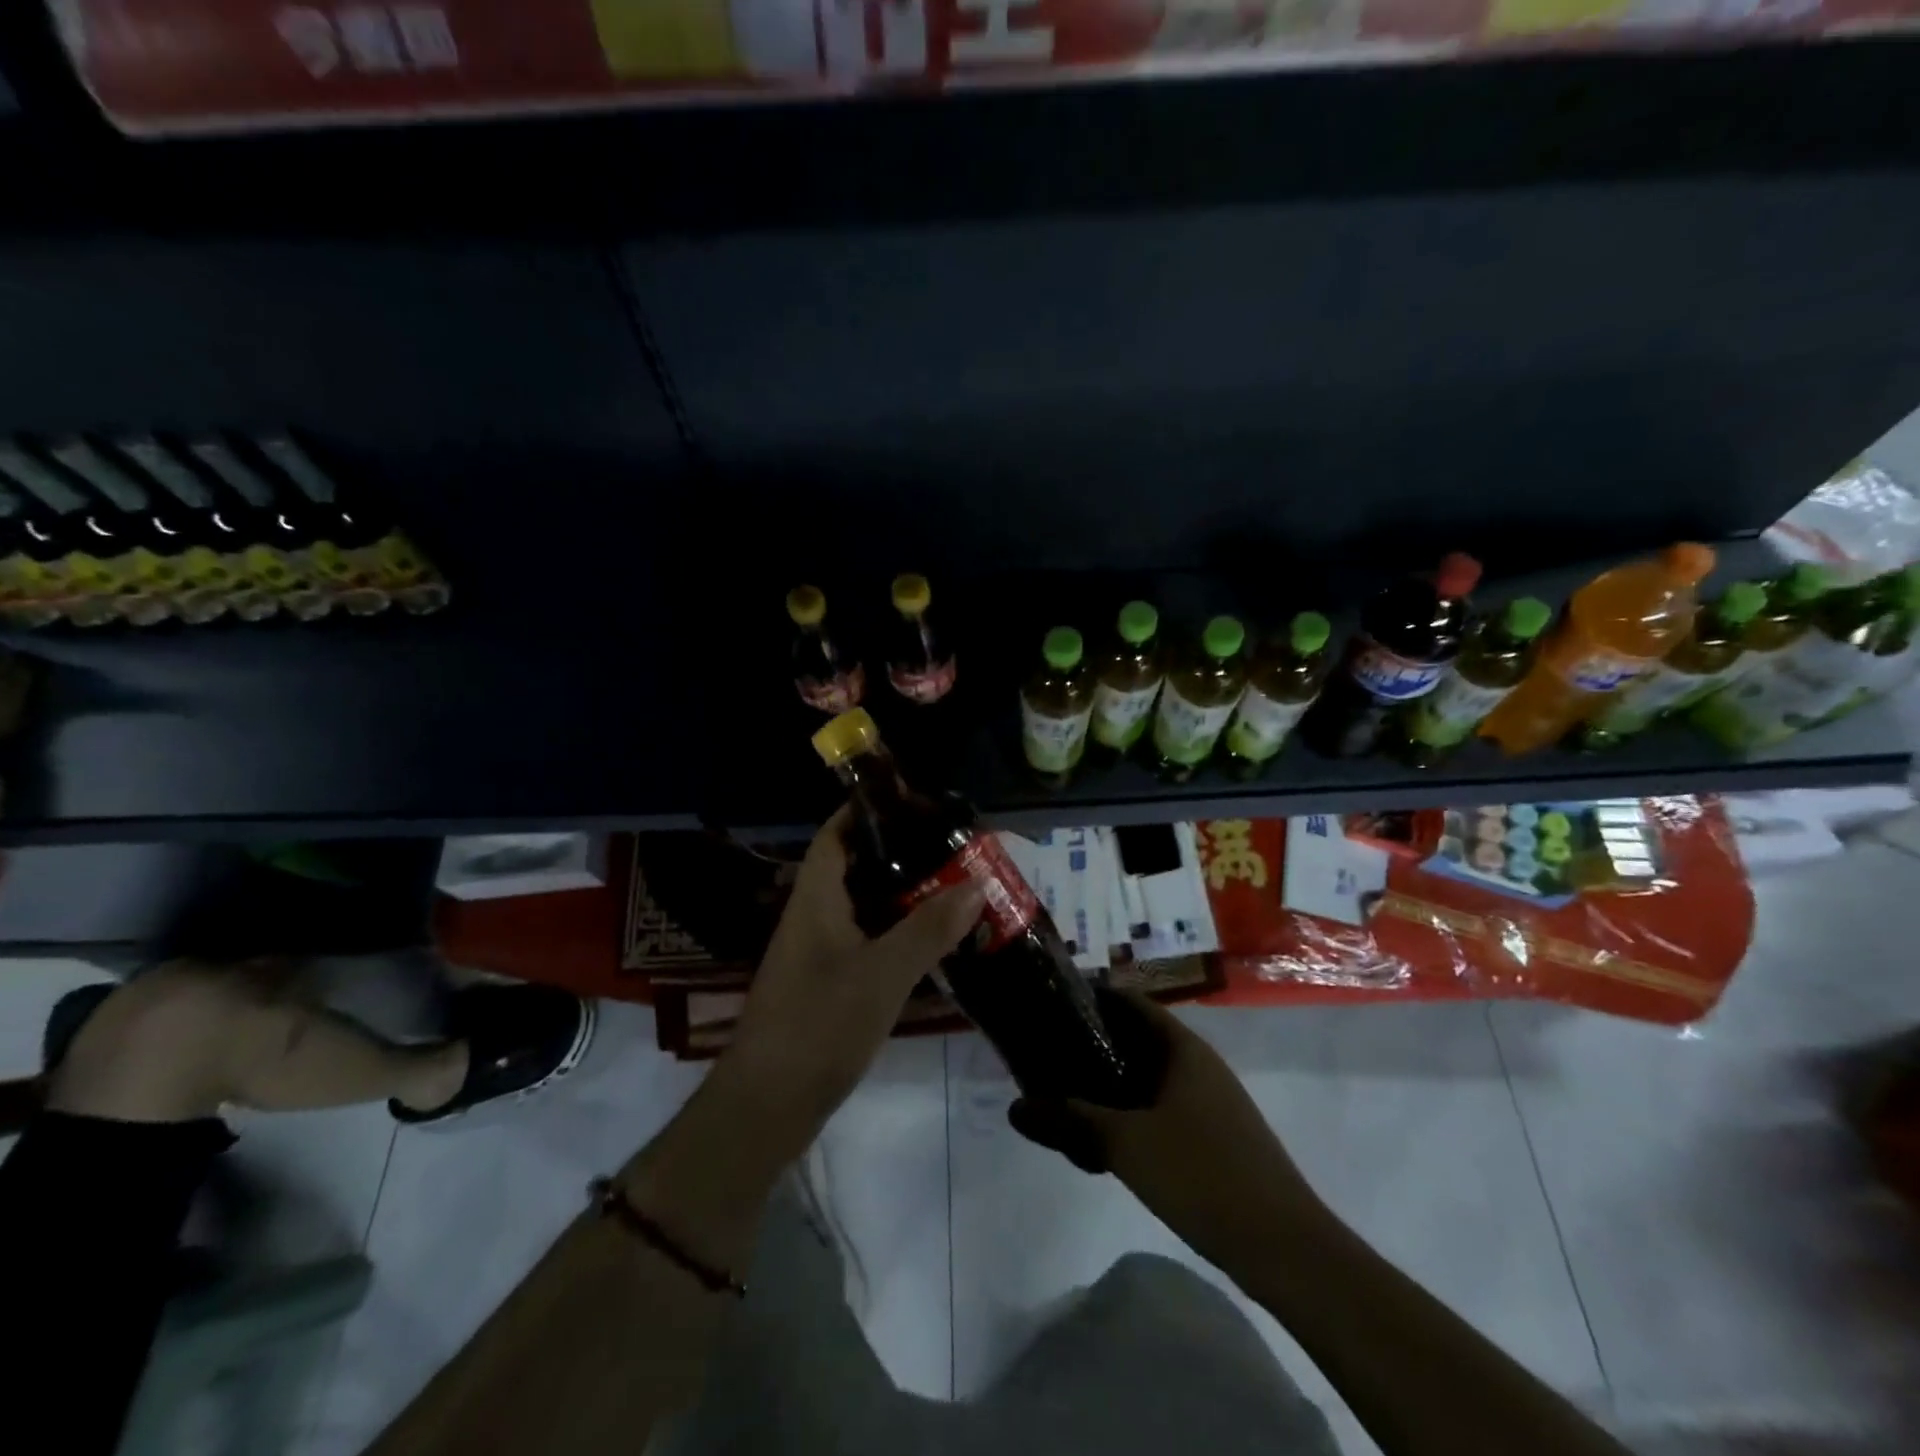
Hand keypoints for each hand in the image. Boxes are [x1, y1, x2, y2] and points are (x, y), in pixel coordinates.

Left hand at [725, 804, 983, 1138]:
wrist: (767, 1108)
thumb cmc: (818, 1026)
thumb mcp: (882, 974)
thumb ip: (928, 929)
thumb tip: (975, 883)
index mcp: (815, 899)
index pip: (835, 835)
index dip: (867, 811)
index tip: (913, 803)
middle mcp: (814, 917)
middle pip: (857, 869)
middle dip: (902, 856)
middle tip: (952, 850)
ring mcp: (819, 953)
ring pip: (866, 909)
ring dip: (906, 898)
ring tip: (956, 889)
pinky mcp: (828, 985)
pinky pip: (868, 943)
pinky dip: (900, 935)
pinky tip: (935, 944)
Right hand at [1009, 992, 1325, 1269]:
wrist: (1285, 1248)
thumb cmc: (1203, 1175)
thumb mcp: (1126, 1144)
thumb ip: (1069, 1120)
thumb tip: (1015, 1107)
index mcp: (1182, 1048)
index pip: (1130, 1002)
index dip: (1091, 997)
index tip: (1049, 1004)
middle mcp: (1196, 1065)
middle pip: (1135, 1040)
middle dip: (1090, 1047)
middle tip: (1044, 1055)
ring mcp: (1208, 1102)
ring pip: (1145, 1080)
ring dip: (1106, 1088)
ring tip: (1063, 1100)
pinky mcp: (1211, 1137)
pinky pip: (1158, 1111)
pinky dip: (1127, 1117)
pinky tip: (1100, 1144)